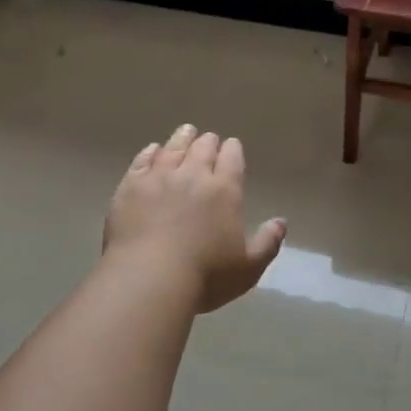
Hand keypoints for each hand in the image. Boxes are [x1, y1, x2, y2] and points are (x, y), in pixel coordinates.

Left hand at [104, 124, 286, 313]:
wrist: (149, 279)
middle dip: (208, 142)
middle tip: (209, 139)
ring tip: (185, 132)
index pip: (232, 159)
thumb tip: (281, 222)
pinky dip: (150, 152)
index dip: (233, 150)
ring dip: (182, 138)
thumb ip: (268, 242)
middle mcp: (193, 175)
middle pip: (202, 148)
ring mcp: (158, 178)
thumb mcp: (248, 267)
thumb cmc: (205, 276)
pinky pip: (142, 161)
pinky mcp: (130, 187)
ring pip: (172, 148)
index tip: (232, 145)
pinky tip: (152, 150)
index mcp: (225, 190)